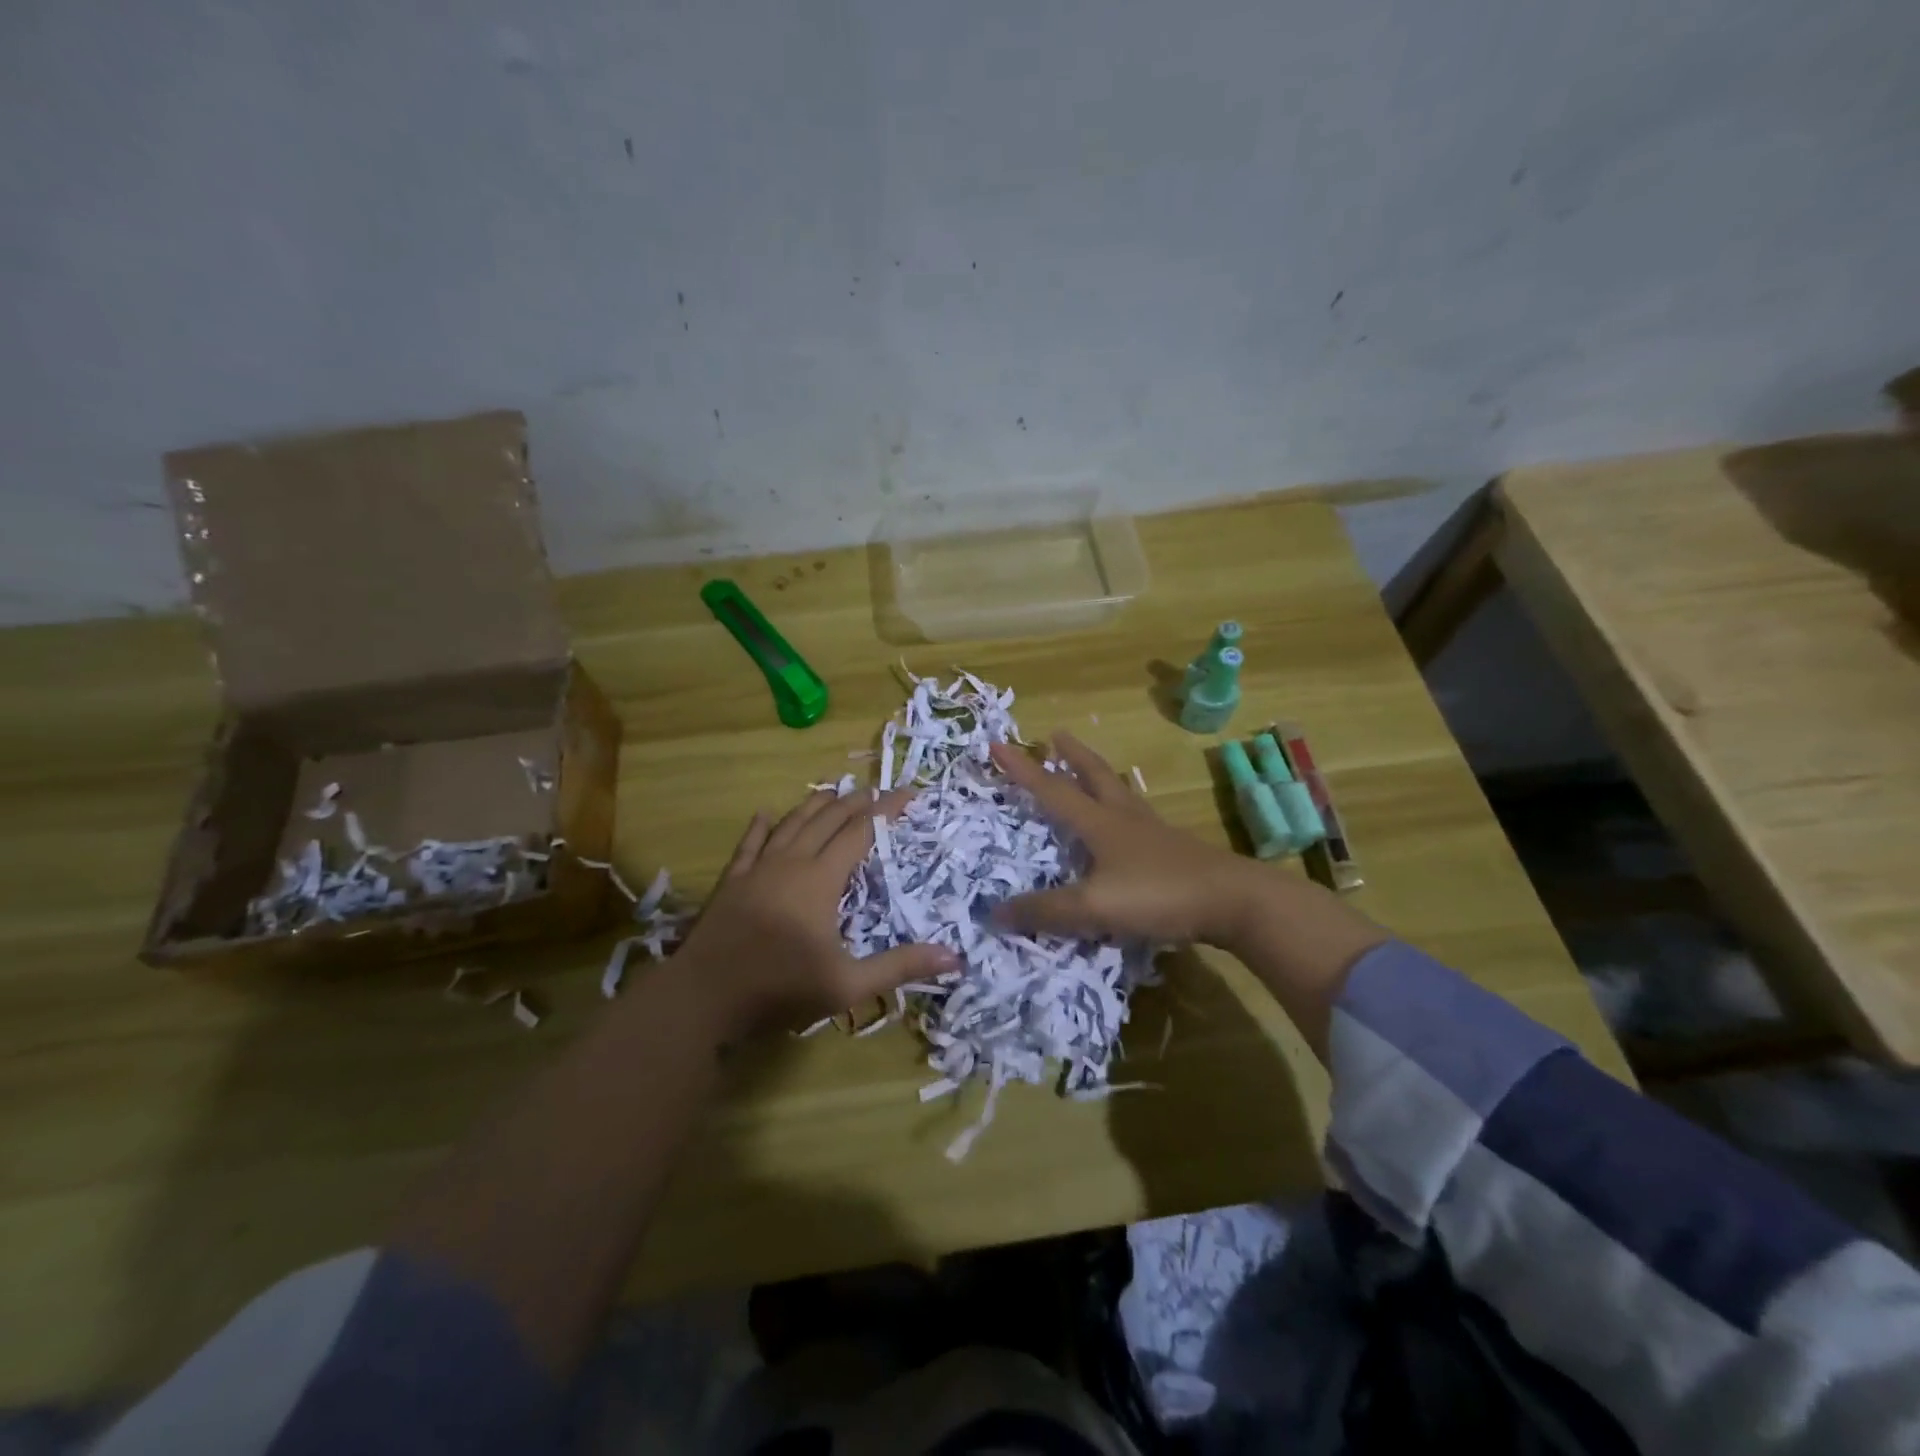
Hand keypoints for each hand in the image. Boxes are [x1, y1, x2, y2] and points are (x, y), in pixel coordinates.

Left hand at [670, 785, 956, 1039]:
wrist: (703, 996)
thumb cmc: (780, 987)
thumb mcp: (848, 984)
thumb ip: (900, 966)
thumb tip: (955, 958)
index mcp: (821, 879)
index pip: (860, 832)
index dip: (885, 811)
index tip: (907, 794)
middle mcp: (791, 862)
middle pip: (827, 820)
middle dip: (855, 802)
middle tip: (877, 792)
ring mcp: (757, 869)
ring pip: (790, 823)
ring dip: (814, 806)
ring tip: (833, 792)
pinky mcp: (732, 882)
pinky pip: (749, 844)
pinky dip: (761, 826)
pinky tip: (765, 813)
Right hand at [988, 732, 1263, 948]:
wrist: (1235, 901)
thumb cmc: (1160, 895)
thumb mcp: (1095, 907)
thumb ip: (1046, 911)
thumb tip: (995, 912)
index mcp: (1101, 823)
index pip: (1052, 790)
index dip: (1023, 769)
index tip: (998, 743)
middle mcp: (1126, 818)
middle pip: (1095, 776)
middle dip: (1072, 755)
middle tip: (1056, 734)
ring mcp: (1155, 832)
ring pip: (1121, 793)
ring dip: (1101, 776)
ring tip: (1092, 770)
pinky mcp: (1176, 850)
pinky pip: (1140, 818)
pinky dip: (1125, 807)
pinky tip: (1130, 824)